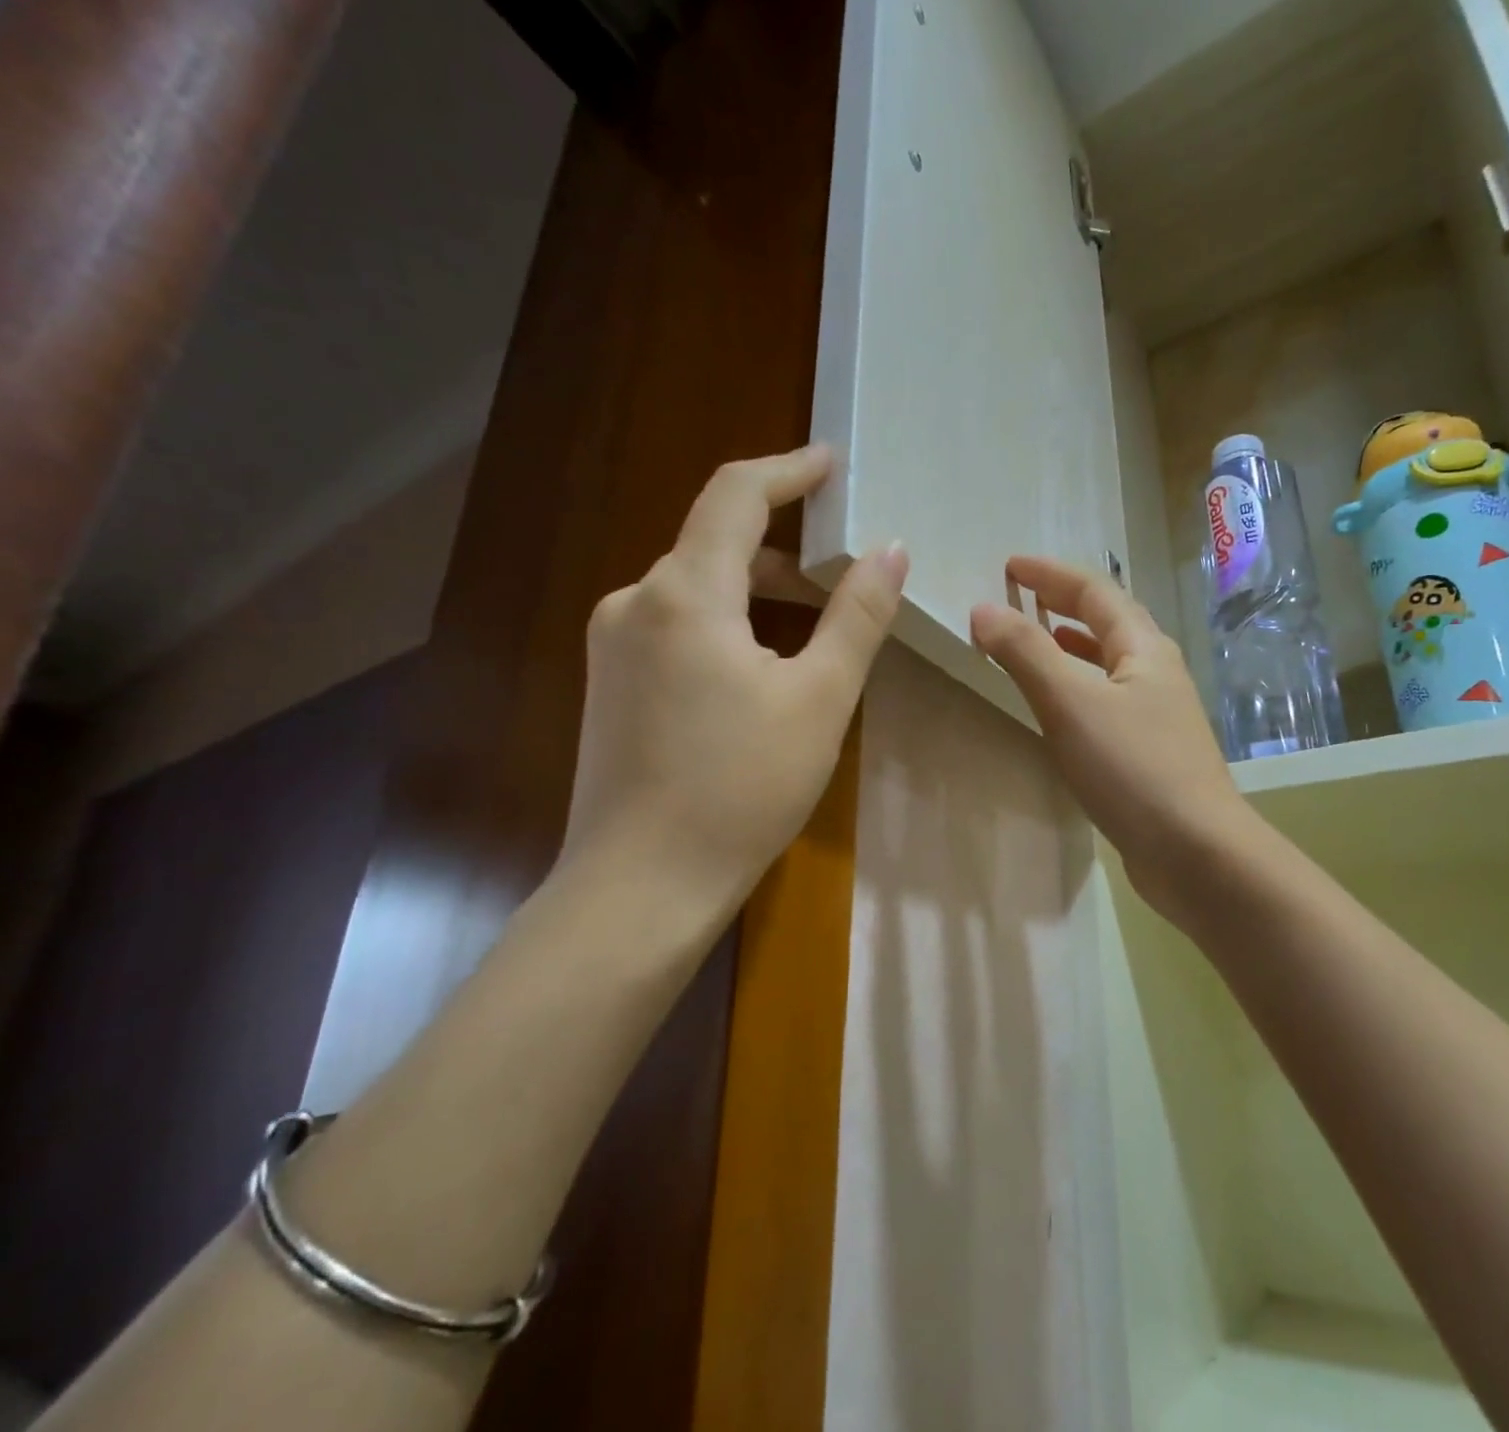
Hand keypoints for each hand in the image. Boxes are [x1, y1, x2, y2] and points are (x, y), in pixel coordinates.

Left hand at [560, 445, 907, 928]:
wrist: (642, 884)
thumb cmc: (742, 788)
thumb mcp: (819, 699)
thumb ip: (857, 616)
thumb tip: (890, 550)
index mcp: (684, 592)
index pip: (735, 495)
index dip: (787, 469)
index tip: (831, 462)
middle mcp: (635, 602)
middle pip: (715, 543)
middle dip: (784, 544)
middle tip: (845, 568)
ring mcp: (614, 644)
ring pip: (696, 588)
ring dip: (757, 590)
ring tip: (816, 623)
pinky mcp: (610, 683)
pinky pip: (676, 626)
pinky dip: (726, 624)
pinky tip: (760, 667)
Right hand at [970, 556, 1254, 915]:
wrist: (1197, 853)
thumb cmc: (1134, 769)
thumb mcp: (1071, 703)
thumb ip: (1026, 652)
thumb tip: (984, 608)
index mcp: (1143, 648)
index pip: (1094, 590)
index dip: (1050, 573)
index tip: (1008, 566)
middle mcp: (1155, 672)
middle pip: (1107, 621)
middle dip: (1062, 603)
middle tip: (1019, 597)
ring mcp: (1156, 714)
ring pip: (1107, 663)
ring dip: (1069, 645)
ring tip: (1033, 642)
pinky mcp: (1149, 752)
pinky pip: (1105, 700)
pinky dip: (1076, 688)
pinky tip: (1059, 709)